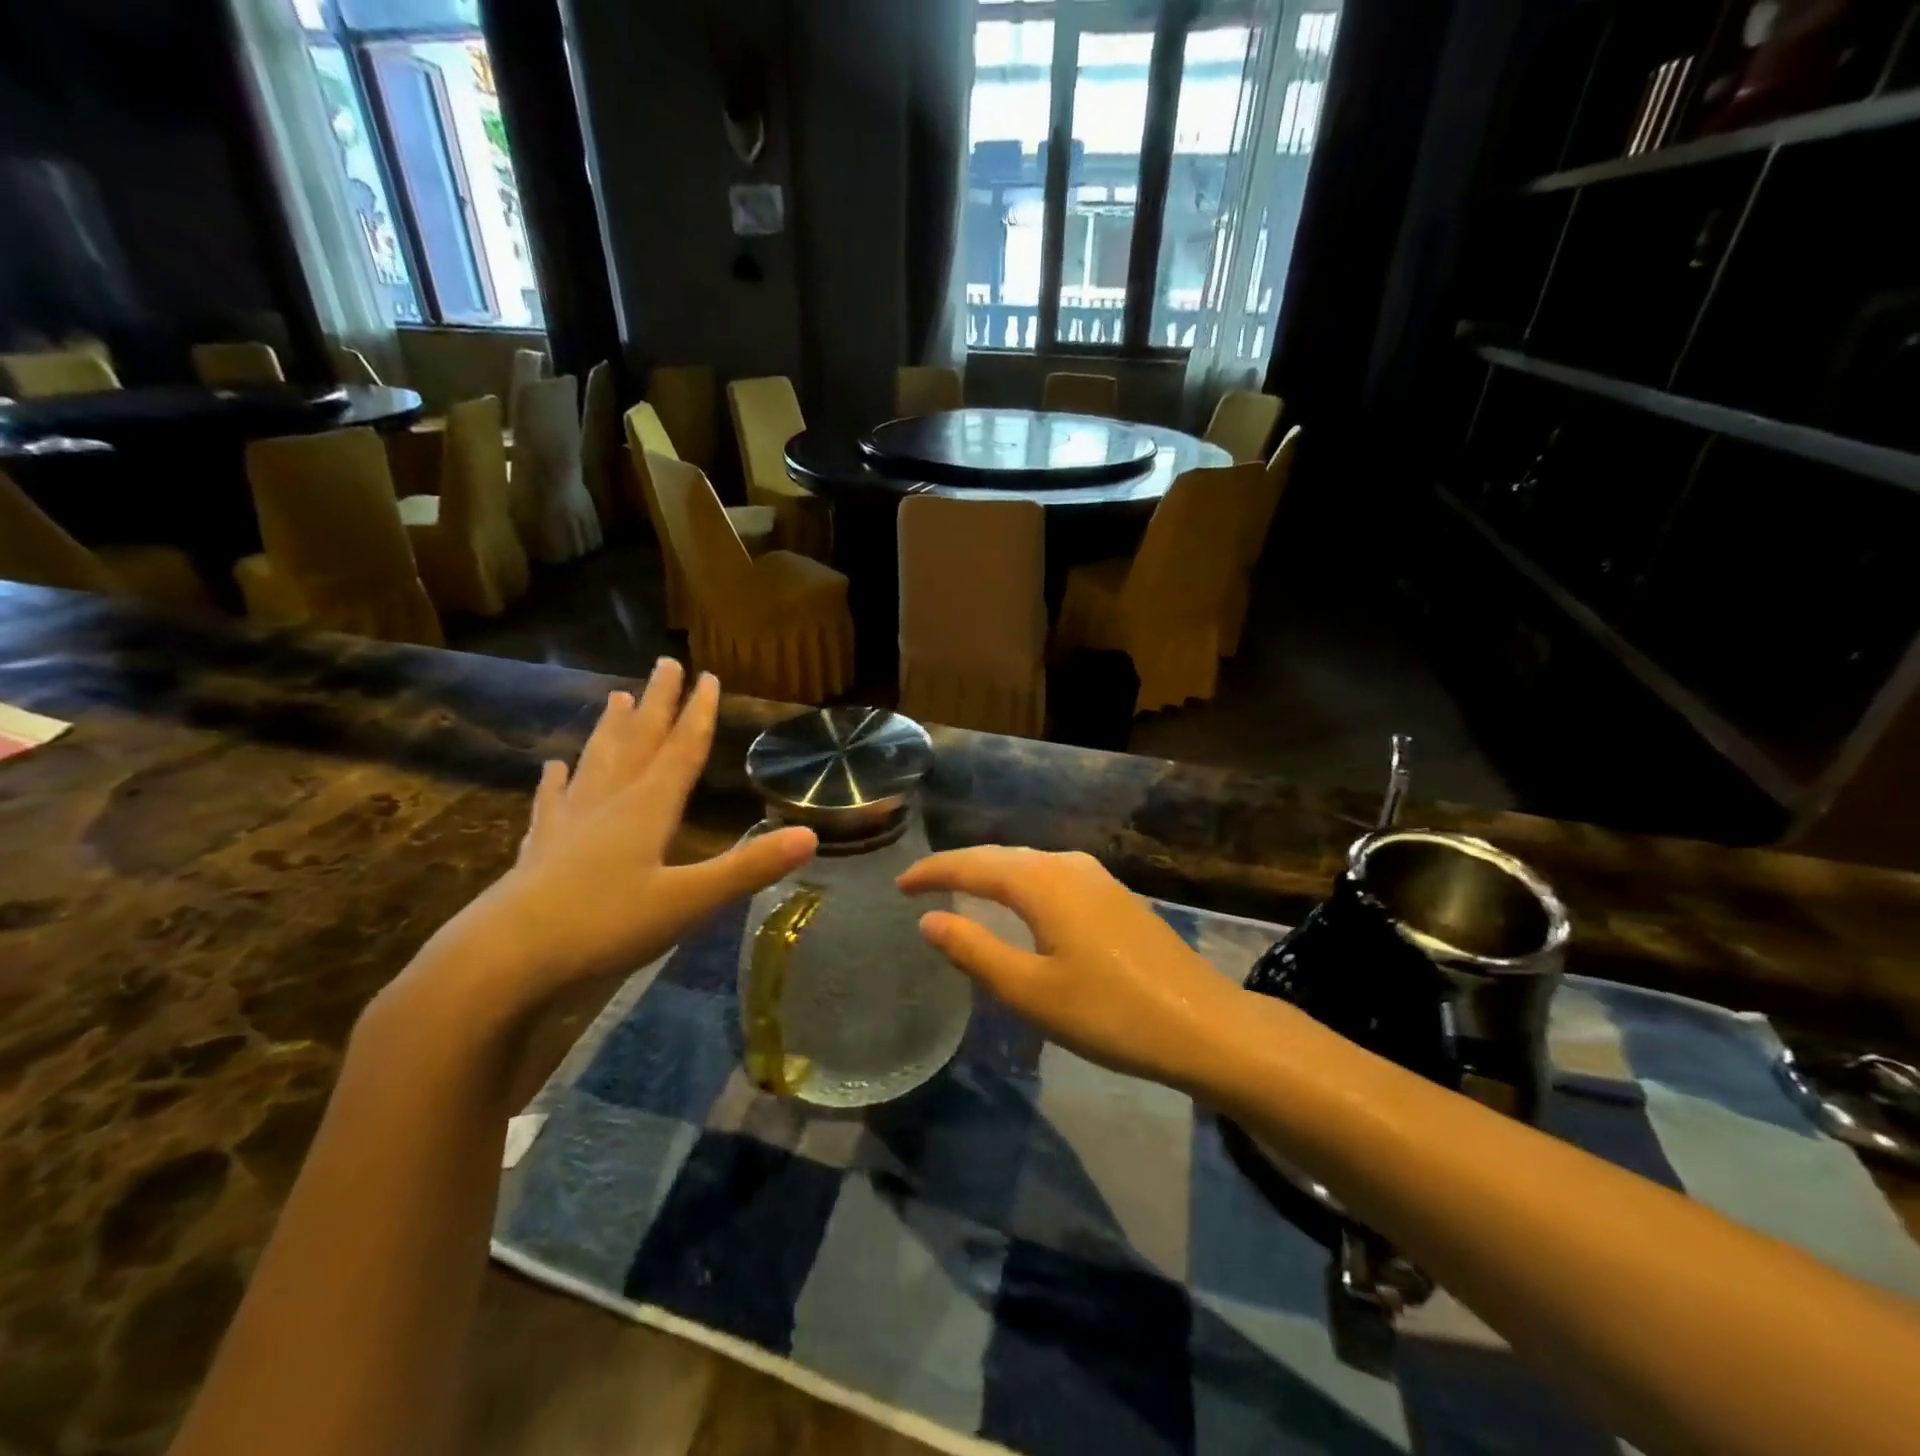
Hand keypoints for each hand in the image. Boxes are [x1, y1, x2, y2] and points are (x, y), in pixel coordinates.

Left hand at [405, 660, 815, 1024]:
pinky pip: (552, 803)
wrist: (503, 959)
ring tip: (616, 697)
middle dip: (657, 703)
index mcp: (648, 808)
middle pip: (638, 741)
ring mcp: (569, 823)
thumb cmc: (604, 925)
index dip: (699, 713)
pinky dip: (556, 782)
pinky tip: (553, 768)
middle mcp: (609, 803)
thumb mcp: (689, 901)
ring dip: (611, 729)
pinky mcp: (539, 850)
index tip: (708, 676)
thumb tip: (811, 835)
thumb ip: (748, 868)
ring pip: (596, 762)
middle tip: (665, 663)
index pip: (681, 750)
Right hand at [897, 846, 1243, 1090]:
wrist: (1202, 1024)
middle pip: (1000, 856)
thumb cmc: (1108, 1012)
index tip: (899, 883)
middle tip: (920, 885)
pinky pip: (1051, 876)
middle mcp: (1067, 865)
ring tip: (960, 890)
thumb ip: (974, 950)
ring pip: (1028, 864)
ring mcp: (1096, 877)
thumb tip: (929, 919)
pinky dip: (1020, 884)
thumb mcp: (1030, 990)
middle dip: (958, 867)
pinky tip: (1018, 904)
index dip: (933, 871)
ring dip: (991, 873)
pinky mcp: (1114, 896)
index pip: (973, 864)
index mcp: (1042, 882)